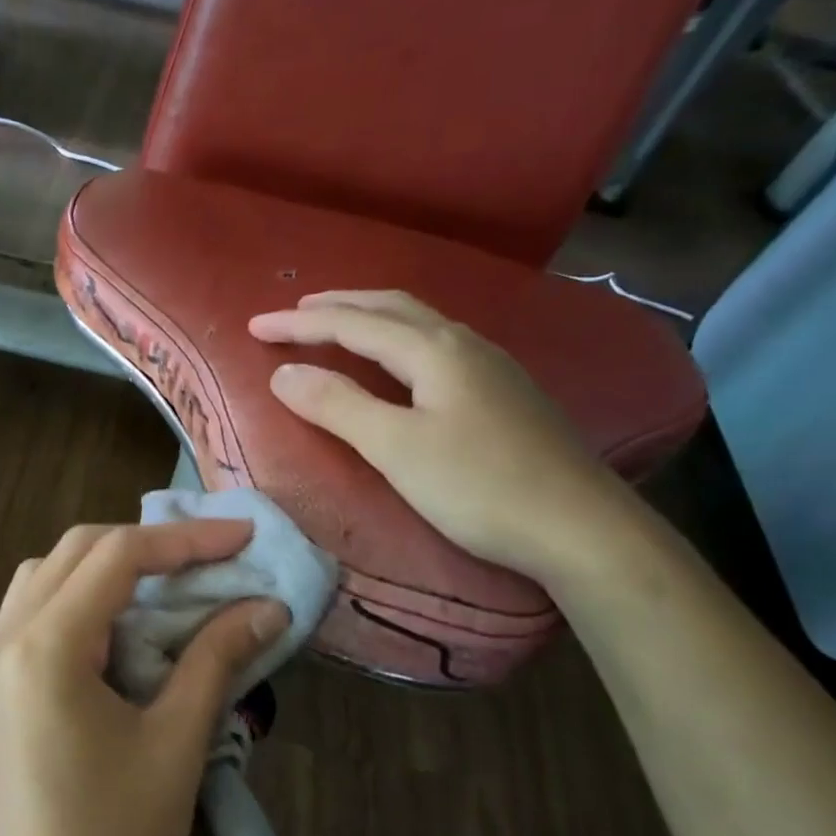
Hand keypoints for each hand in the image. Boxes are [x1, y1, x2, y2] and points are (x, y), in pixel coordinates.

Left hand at [0, 521, 288, 835]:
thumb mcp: (176, 744)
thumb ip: (217, 659)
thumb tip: (268, 606)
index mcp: (43, 647)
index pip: (117, 555)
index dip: (186, 539)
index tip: (244, 537)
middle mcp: (4, 637)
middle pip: (78, 550)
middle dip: (150, 544)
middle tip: (215, 556)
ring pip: (50, 573)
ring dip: (111, 565)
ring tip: (171, 583)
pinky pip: (37, 609)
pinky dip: (84, 597)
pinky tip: (124, 623)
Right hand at [249, 290, 639, 584]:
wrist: (582, 529)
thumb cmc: (480, 487)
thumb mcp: (396, 448)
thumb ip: (337, 405)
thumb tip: (283, 373)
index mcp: (434, 350)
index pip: (352, 324)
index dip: (299, 323)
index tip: (253, 325)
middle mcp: (463, 344)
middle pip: (390, 307)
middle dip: (336, 306)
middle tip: (294, 312)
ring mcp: (491, 366)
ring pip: (418, 323)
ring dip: (370, 317)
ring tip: (337, 326)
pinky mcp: (504, 393)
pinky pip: (436, 345)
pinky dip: (398, 339)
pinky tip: (400, 361)